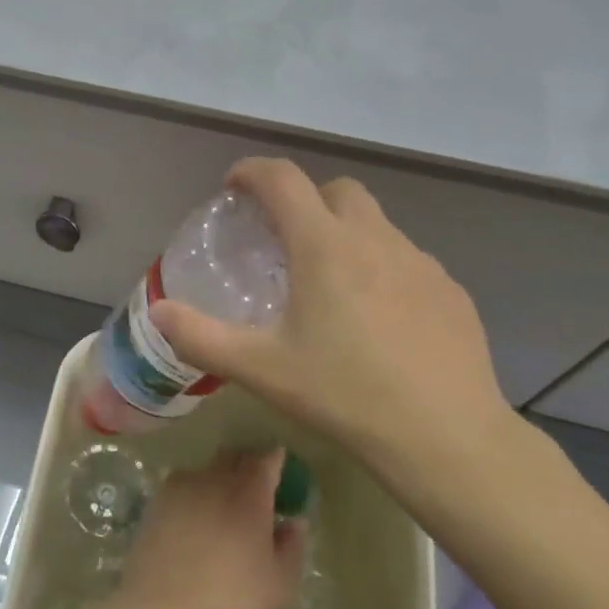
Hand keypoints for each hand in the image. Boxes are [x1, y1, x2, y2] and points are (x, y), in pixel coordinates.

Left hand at [103, 450, 303, 608]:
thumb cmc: (230, 601)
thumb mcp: (279, 585)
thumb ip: (292, 547)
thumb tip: (294, 521)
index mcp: (249, 494)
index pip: (266, 461)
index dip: (276, 460)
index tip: (281, 466)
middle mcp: (215, 479)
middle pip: (234, 457)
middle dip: (248, 464)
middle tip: (256, 485)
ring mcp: (181, 486)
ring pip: (207, 469)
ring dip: (219, 477)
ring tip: (223, 504)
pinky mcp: (157, 501)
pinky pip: (182, 484)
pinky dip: (194, 492)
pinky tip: (194, 517)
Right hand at [151, 157, 526, 513]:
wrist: (447, 437)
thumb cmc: (346, 394)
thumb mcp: (261, 369)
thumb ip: (201, 337)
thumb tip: (158, 313)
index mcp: (324, 245)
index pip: (282, 179)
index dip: (252, 171)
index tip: (233, 187)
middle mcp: (375, 239)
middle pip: (336, 190)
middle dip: (305, 200)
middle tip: (284, 241)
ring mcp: (420, 262)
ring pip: (376, 224)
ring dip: (346, 235)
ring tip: (331, 286)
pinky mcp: (451, 290)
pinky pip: (407, 261)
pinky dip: (383, 269)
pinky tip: (379, 320)